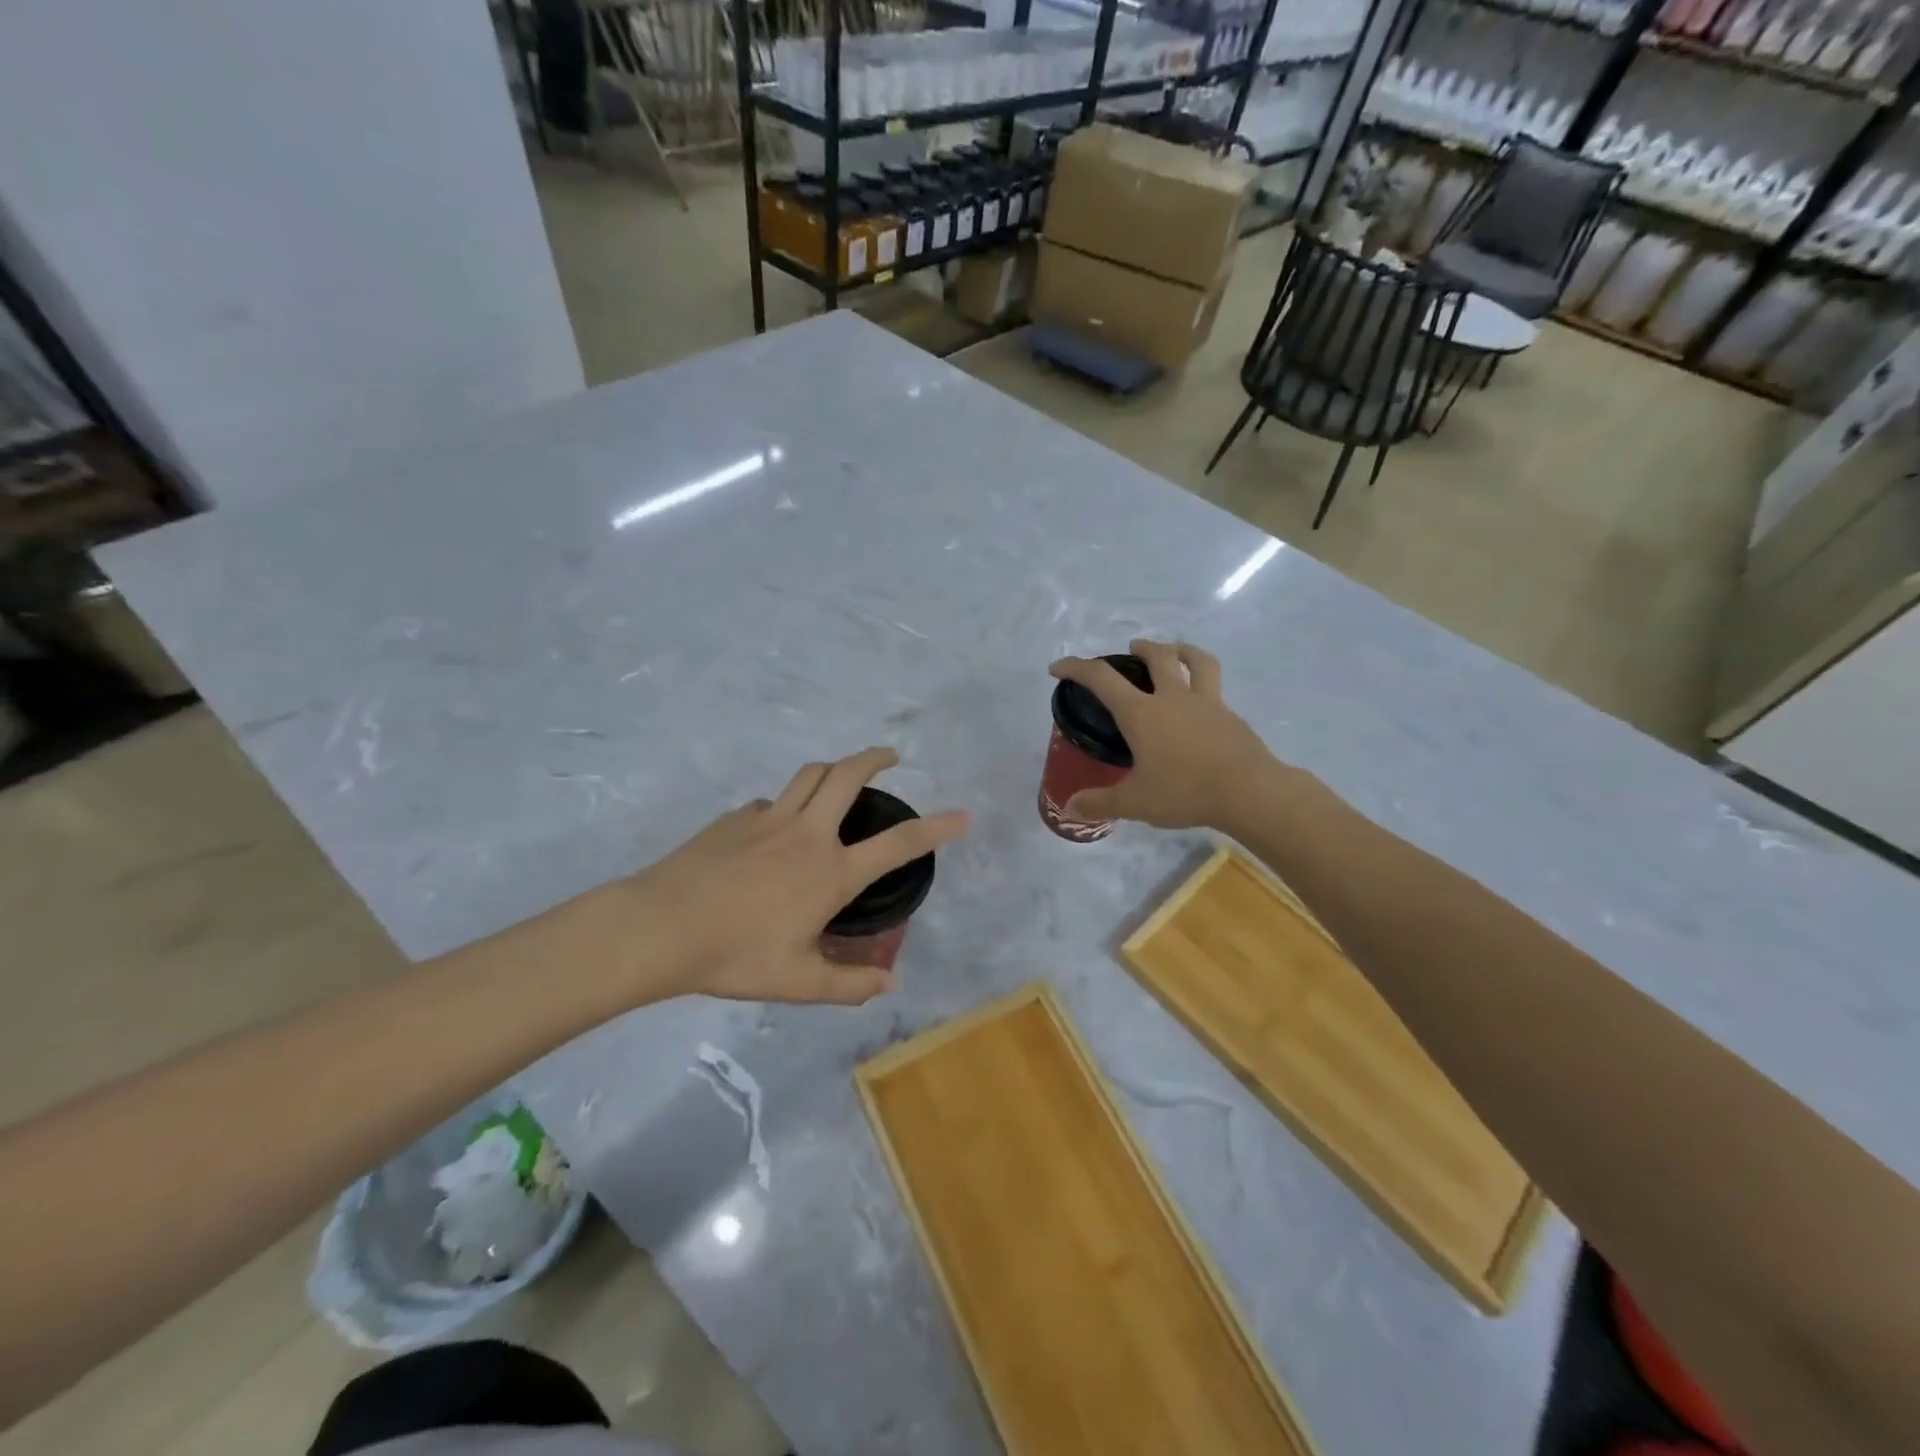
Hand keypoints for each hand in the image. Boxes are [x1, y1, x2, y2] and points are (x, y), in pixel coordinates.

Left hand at [591, 748, 968, 1007]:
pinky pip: (772, 802)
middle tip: (891, 757)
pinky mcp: (736, 818)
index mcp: (831, 872)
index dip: (937, 827)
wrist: (661, 927)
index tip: (963, 815)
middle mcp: (807, 833)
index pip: (898, 843)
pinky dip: (787, 805)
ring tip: (841, 778)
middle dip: (875, 758)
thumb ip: (849, 983)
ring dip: (833, 768)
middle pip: (848, 775)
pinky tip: (777, 831)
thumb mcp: (798, 981)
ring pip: (810, 774)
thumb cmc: (735, 955)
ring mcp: (769, 818)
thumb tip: (890, 983)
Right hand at [1049, 639, 1279, 829]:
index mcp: (1142, 713)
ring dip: (1182, 650)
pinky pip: (1215, 688)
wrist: (1249, 792)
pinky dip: (1204, 684)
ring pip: (1196, 662)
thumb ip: (1101, 803)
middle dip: (1141, 649)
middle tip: (1131, 650)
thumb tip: (1071, 807)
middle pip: (1157, 657)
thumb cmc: (1185, 792)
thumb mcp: (1136, 803)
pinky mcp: (1231, 716)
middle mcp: (1173, 698)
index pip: (1101, 679)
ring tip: (1176, 651)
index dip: (1076, 668)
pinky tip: (1202, 703)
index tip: (1058, 668)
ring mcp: (1207, 703)